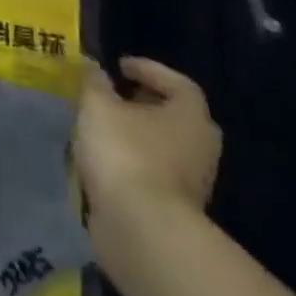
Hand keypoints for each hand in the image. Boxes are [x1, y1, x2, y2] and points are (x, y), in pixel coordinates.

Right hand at [76, 58, 220, 232]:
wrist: (141, 229)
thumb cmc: (125, 152)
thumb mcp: (98, 105)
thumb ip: (95, 83)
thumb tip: (94, 68)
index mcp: (190, 117)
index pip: (179, 83)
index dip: (149, 70)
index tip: (119, 66)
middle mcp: (200, 148)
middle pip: (175, 116)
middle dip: (144, 103)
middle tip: (114, 95)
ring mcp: (192, 183)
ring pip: (164, 146)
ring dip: (136, 134)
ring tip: (102, 126)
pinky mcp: (175, 209)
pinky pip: (154, 172)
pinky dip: (133, 160)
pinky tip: (105, 159)